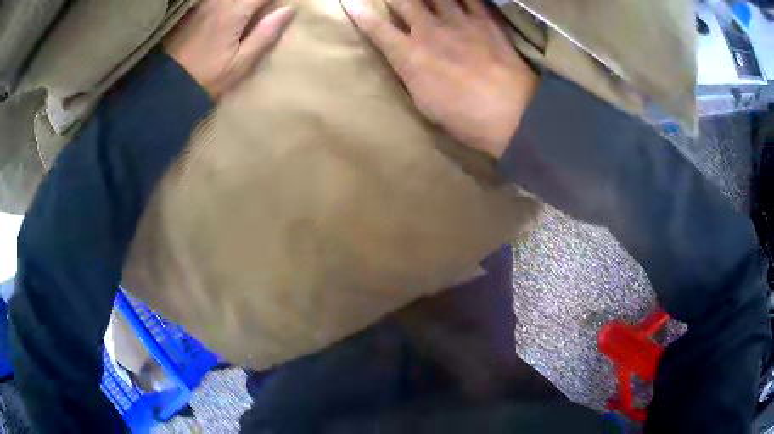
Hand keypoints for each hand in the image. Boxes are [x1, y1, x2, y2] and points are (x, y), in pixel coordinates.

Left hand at [165, 0, 294, 98]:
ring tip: (250, 12)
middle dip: (259, 1)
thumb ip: (265, 34)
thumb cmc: (206, 79)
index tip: (280, 6)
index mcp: (234, 12)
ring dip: (242, 2)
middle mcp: (218, 2)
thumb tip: (288, 10)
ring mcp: (203, 5)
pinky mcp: (193, 11)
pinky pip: (214, 0)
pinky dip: (227, 4)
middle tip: (265, 10)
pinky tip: (230, 12)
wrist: (167, 88)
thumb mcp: (240, 64)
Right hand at [341, 0, 536, 158]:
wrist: (512, 112)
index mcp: (410, 56)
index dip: (360, 13)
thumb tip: (404, 59)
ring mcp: (459, 22)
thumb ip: (410, 74)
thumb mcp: (424, 102)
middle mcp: (430, 31)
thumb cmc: (465, 117)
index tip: (349, 1)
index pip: (377, 29)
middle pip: (404, 2)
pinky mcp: (485, 20)